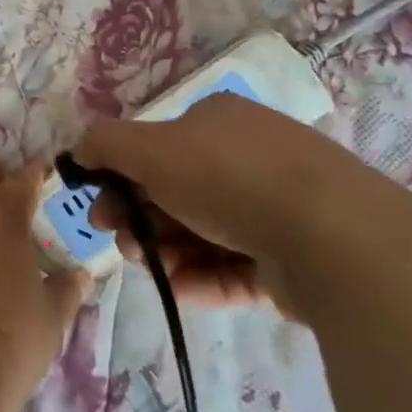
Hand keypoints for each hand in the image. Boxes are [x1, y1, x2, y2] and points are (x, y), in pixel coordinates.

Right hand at [73, 95, 319, 318]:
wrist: (331, 235)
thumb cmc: (227, 177)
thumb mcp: (149, 149)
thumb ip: (105, 143)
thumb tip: (79, 149)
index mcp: (219, 122)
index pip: (158, 149)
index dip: (121, 179)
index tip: (100, 209)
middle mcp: (250, 159)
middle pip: (176, 193)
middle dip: (141, 220)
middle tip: (124, 243)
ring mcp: (277, 210)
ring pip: (203, 233)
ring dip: (166, 252)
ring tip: (153, 269)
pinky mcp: (295, 259)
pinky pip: (236, 268)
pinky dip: (203, 278)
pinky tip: (179, 289)